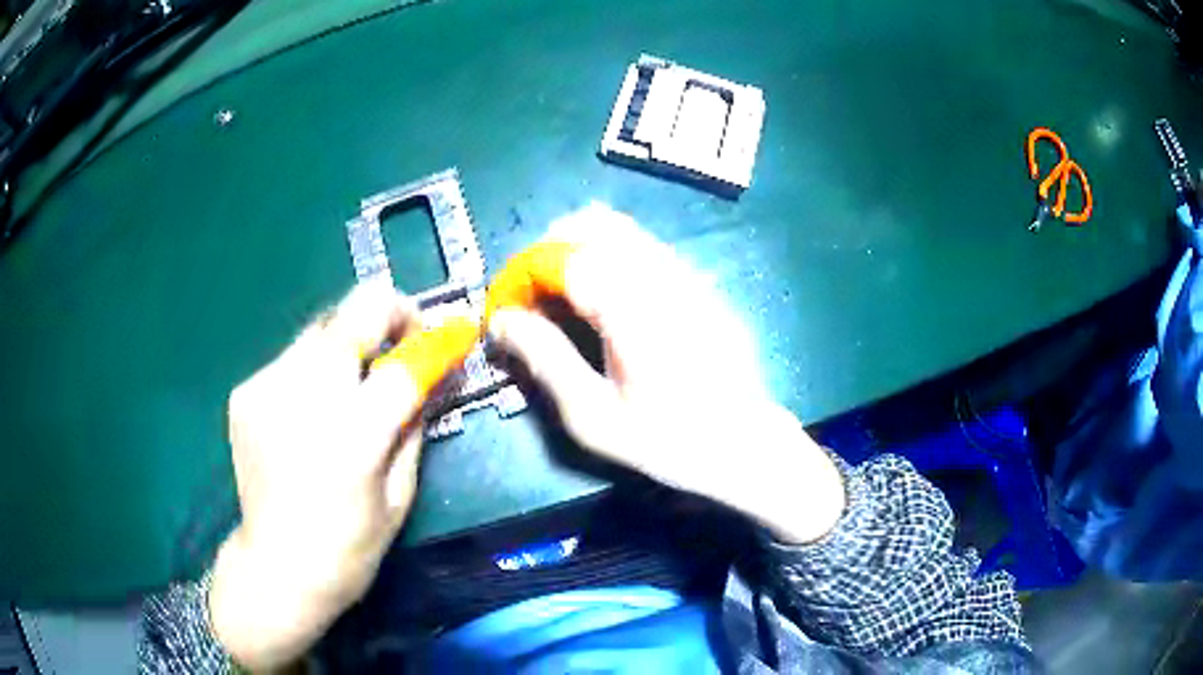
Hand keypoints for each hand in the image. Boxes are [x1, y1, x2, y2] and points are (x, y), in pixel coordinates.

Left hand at [209, 281, 426, 670]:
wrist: (276, 567)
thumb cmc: (349, 547)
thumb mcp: (399, 495)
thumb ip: (414, 427)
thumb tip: (429, 379)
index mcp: (353, 434)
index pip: (403, 362)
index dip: (436, 339)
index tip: (453, 333)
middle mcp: (305, 395)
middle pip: (353, 311)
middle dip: (389, 313)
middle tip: (404, 337)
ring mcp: (267, 386)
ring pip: (321, 329)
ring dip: (349, 343)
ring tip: (354, 381)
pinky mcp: (245, 391)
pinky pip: (291, 359)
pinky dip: (313, 370)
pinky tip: (313, 409)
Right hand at [489, 204, 844, 543]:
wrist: (745, 444)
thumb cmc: (668, 440)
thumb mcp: (594, 417)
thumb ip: (545, 359)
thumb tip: (502, 319)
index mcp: (633, 307)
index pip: (564, 253)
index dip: (524, 272)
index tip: (507, 306)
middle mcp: (662, 274)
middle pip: (593, 222)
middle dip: (549, 251)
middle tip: (534, 299)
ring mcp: (686, 272)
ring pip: (619, 228)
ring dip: (579, 250)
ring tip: (564, 301)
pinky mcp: (698, 281)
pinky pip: (643, 247)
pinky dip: (609, 259)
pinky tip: (606, 305)